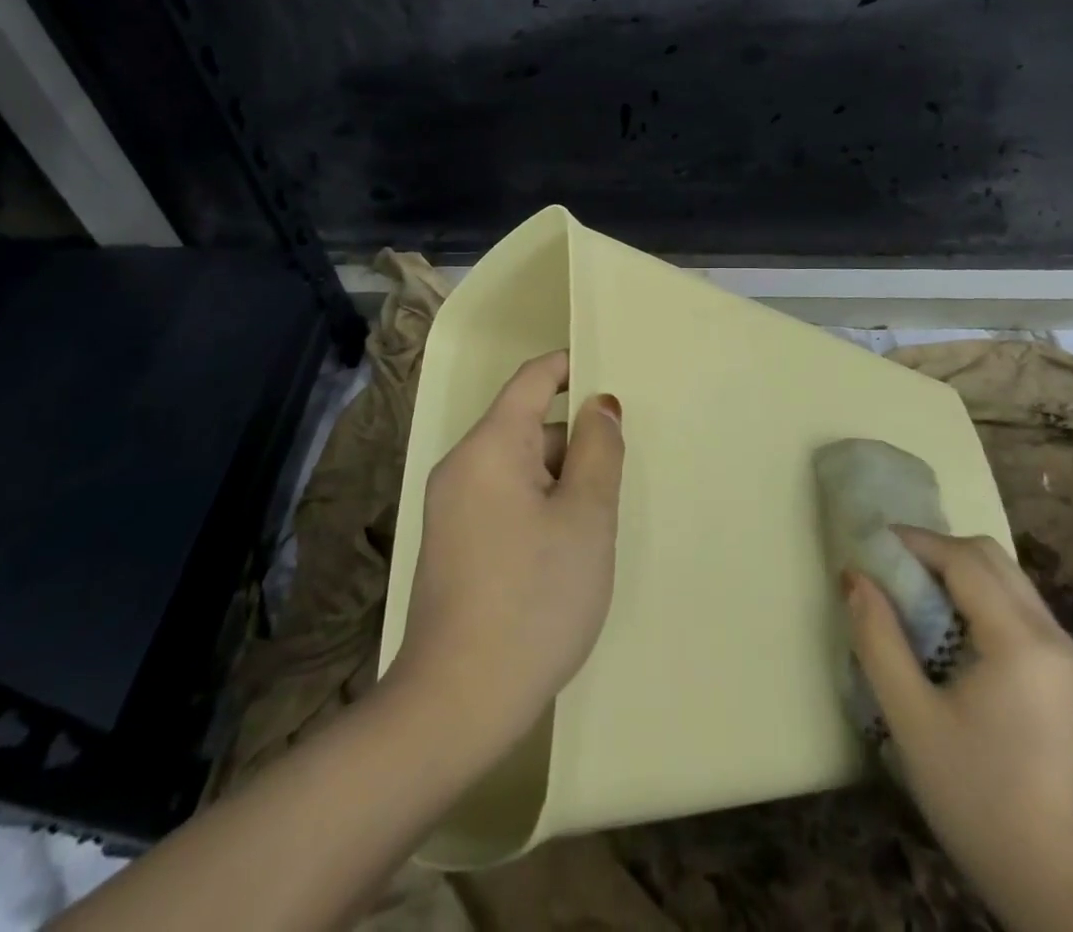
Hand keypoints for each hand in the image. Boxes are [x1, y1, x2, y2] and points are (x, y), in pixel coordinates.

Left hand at [389, 351, 624, 760]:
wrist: (456, 705)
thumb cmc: (534, 599)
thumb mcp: (585, 518)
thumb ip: (598, 449)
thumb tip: (599, 404)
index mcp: (490, 446)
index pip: (532, 379)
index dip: (571, 367)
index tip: (613, 372)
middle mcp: (462, 466)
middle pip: (527, 426)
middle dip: (574, 440)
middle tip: (621, 473)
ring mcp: (452, 507)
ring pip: (518, 468)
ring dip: (560, 480)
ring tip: (599, 521)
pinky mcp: (453, 544)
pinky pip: (503, 500)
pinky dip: (539, 506)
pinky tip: (565, 551)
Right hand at [845, 530, 1072, 931]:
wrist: (1059, 888)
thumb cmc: (977, 800)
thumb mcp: (911, 719)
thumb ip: (878, 639)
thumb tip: (855, 576)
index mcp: (1020, 641)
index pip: (963, 559)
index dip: (913, 542)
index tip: (868, 548)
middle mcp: (1052, 635)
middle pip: (990, 557)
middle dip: (934, 550)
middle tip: (889, 571)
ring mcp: (1065, 656)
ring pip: (1006, 578)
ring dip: (955, 572)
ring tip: (911, 597)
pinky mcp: (1065, 675)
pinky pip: (1017, 606)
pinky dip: (976, 597)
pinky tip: (947, 631)